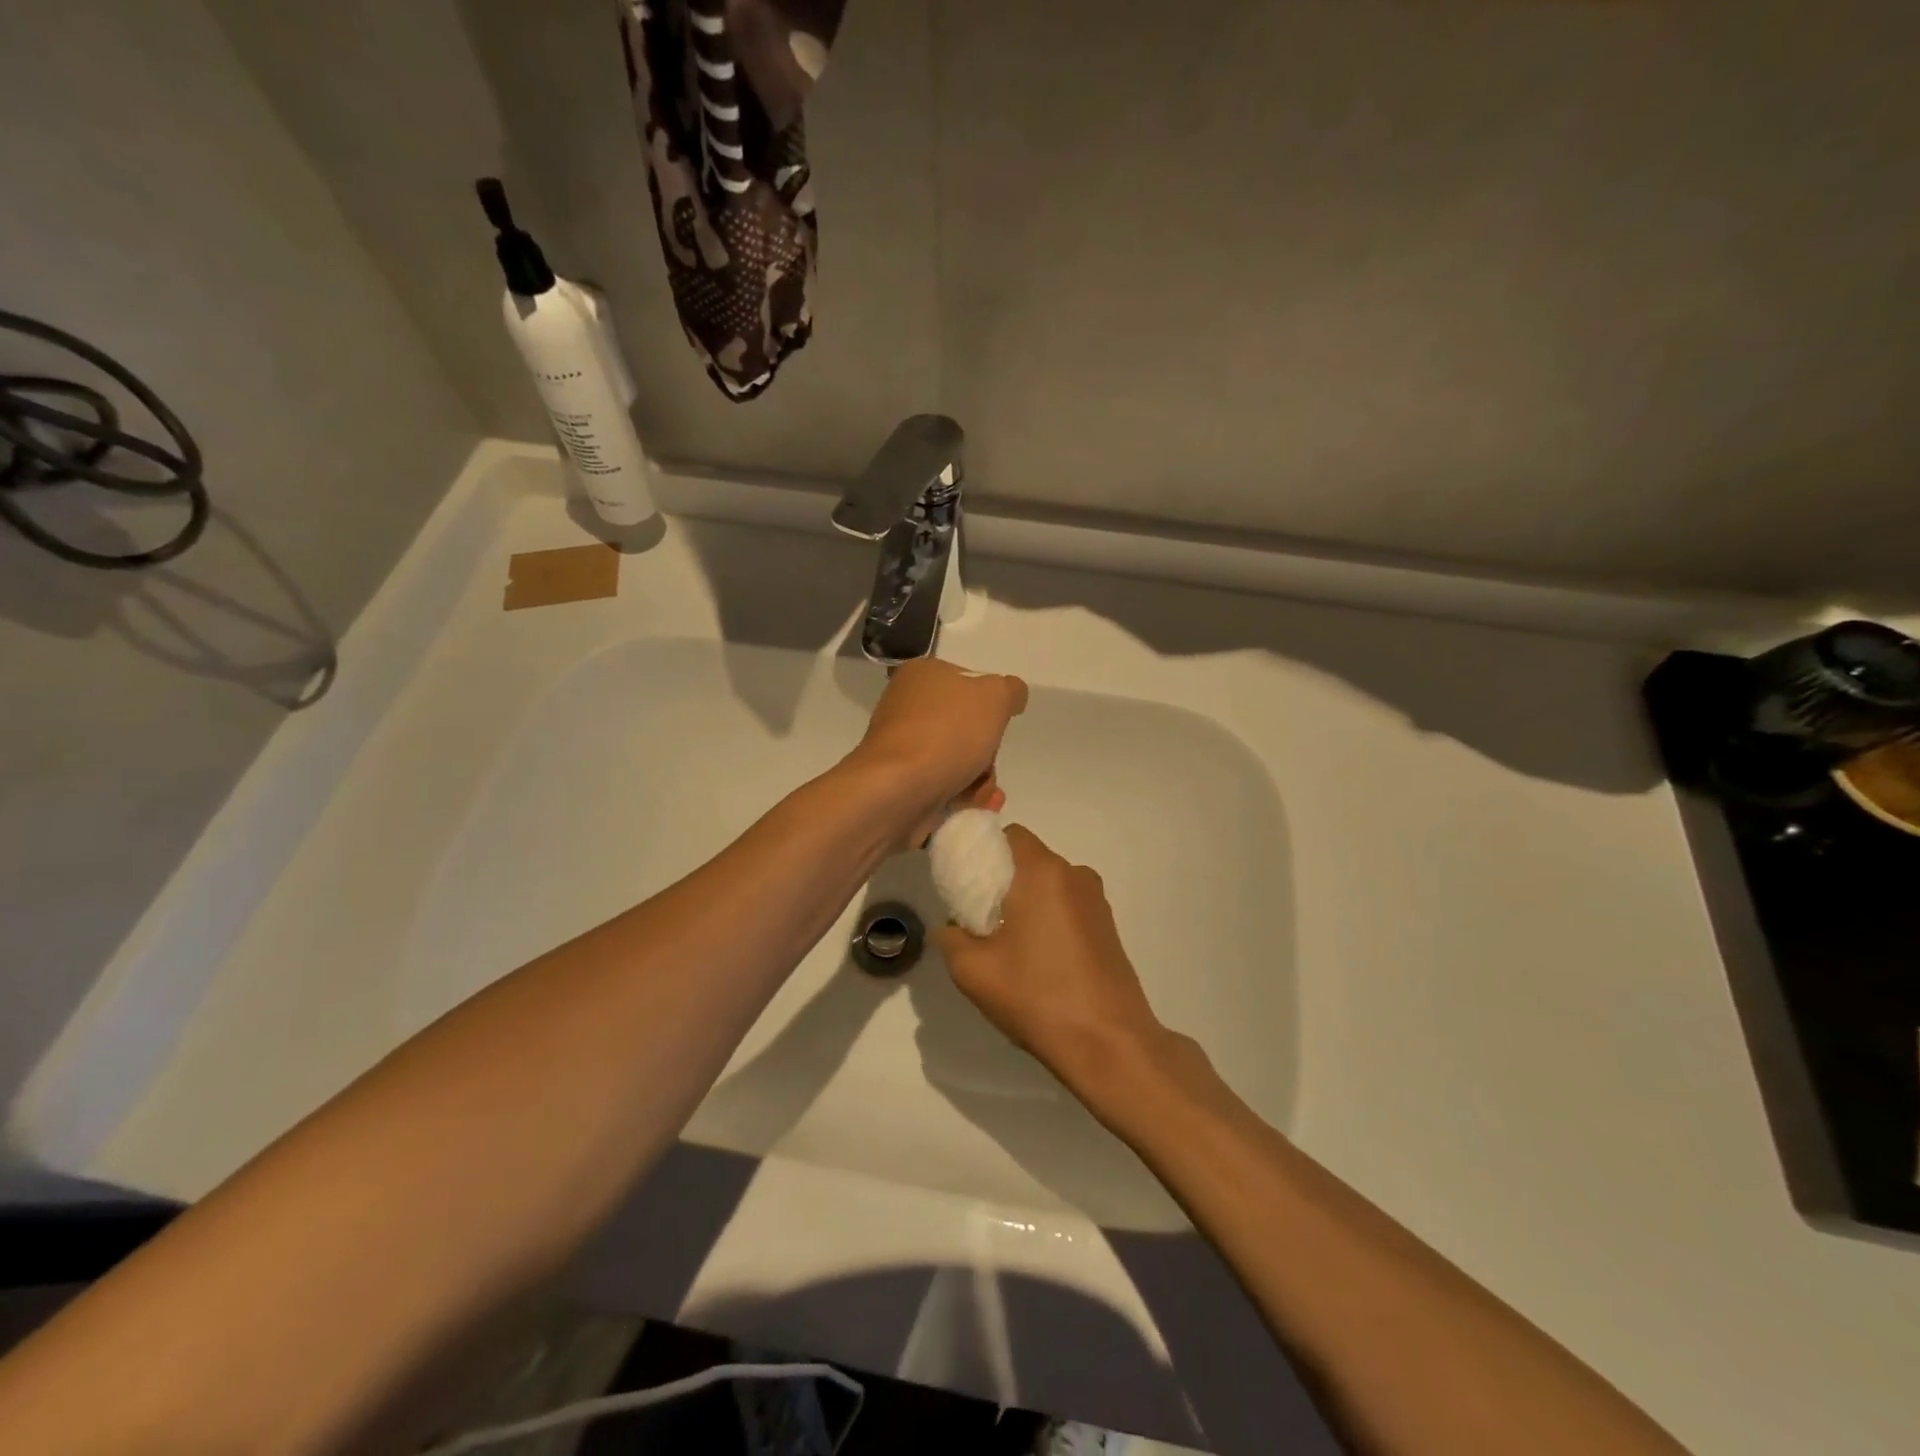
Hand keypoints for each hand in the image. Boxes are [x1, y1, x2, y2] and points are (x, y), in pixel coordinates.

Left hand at [849, 657, 1027, 845]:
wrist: (897, 790)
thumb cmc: (946, 734)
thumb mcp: (995, 696)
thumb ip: (1010, 690)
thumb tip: (1011, 696)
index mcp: (923, 675)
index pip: (968, 684)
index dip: (990, 706)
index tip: (996, 725)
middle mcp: (908, 706)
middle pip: (967, 727)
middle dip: (986, 752)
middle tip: (986, 764)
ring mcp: (903, 746)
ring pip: (960, 760)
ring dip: (980, 778)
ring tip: (982, 793)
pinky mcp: (902, 782)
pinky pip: (943, 785)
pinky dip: (962, 796)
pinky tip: (973, 805)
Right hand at [938, 826, 1184, 1098]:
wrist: (1110, 1043)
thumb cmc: (1038, 997)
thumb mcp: (973, 971)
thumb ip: (950, 938)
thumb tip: (949, 927)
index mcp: (1043, 872)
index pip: (1009, 834)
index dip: (983, 850)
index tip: (965, 881)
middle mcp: (1075, 875)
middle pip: (1029, 860)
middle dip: (1001, 879)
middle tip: (977, 916)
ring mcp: (1097, 902)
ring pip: (1049, 885)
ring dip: (1026, 901)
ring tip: (1006, 943)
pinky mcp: (1108, 928)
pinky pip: (1068, 907)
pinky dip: (1048, 918)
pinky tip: (1037, 959)